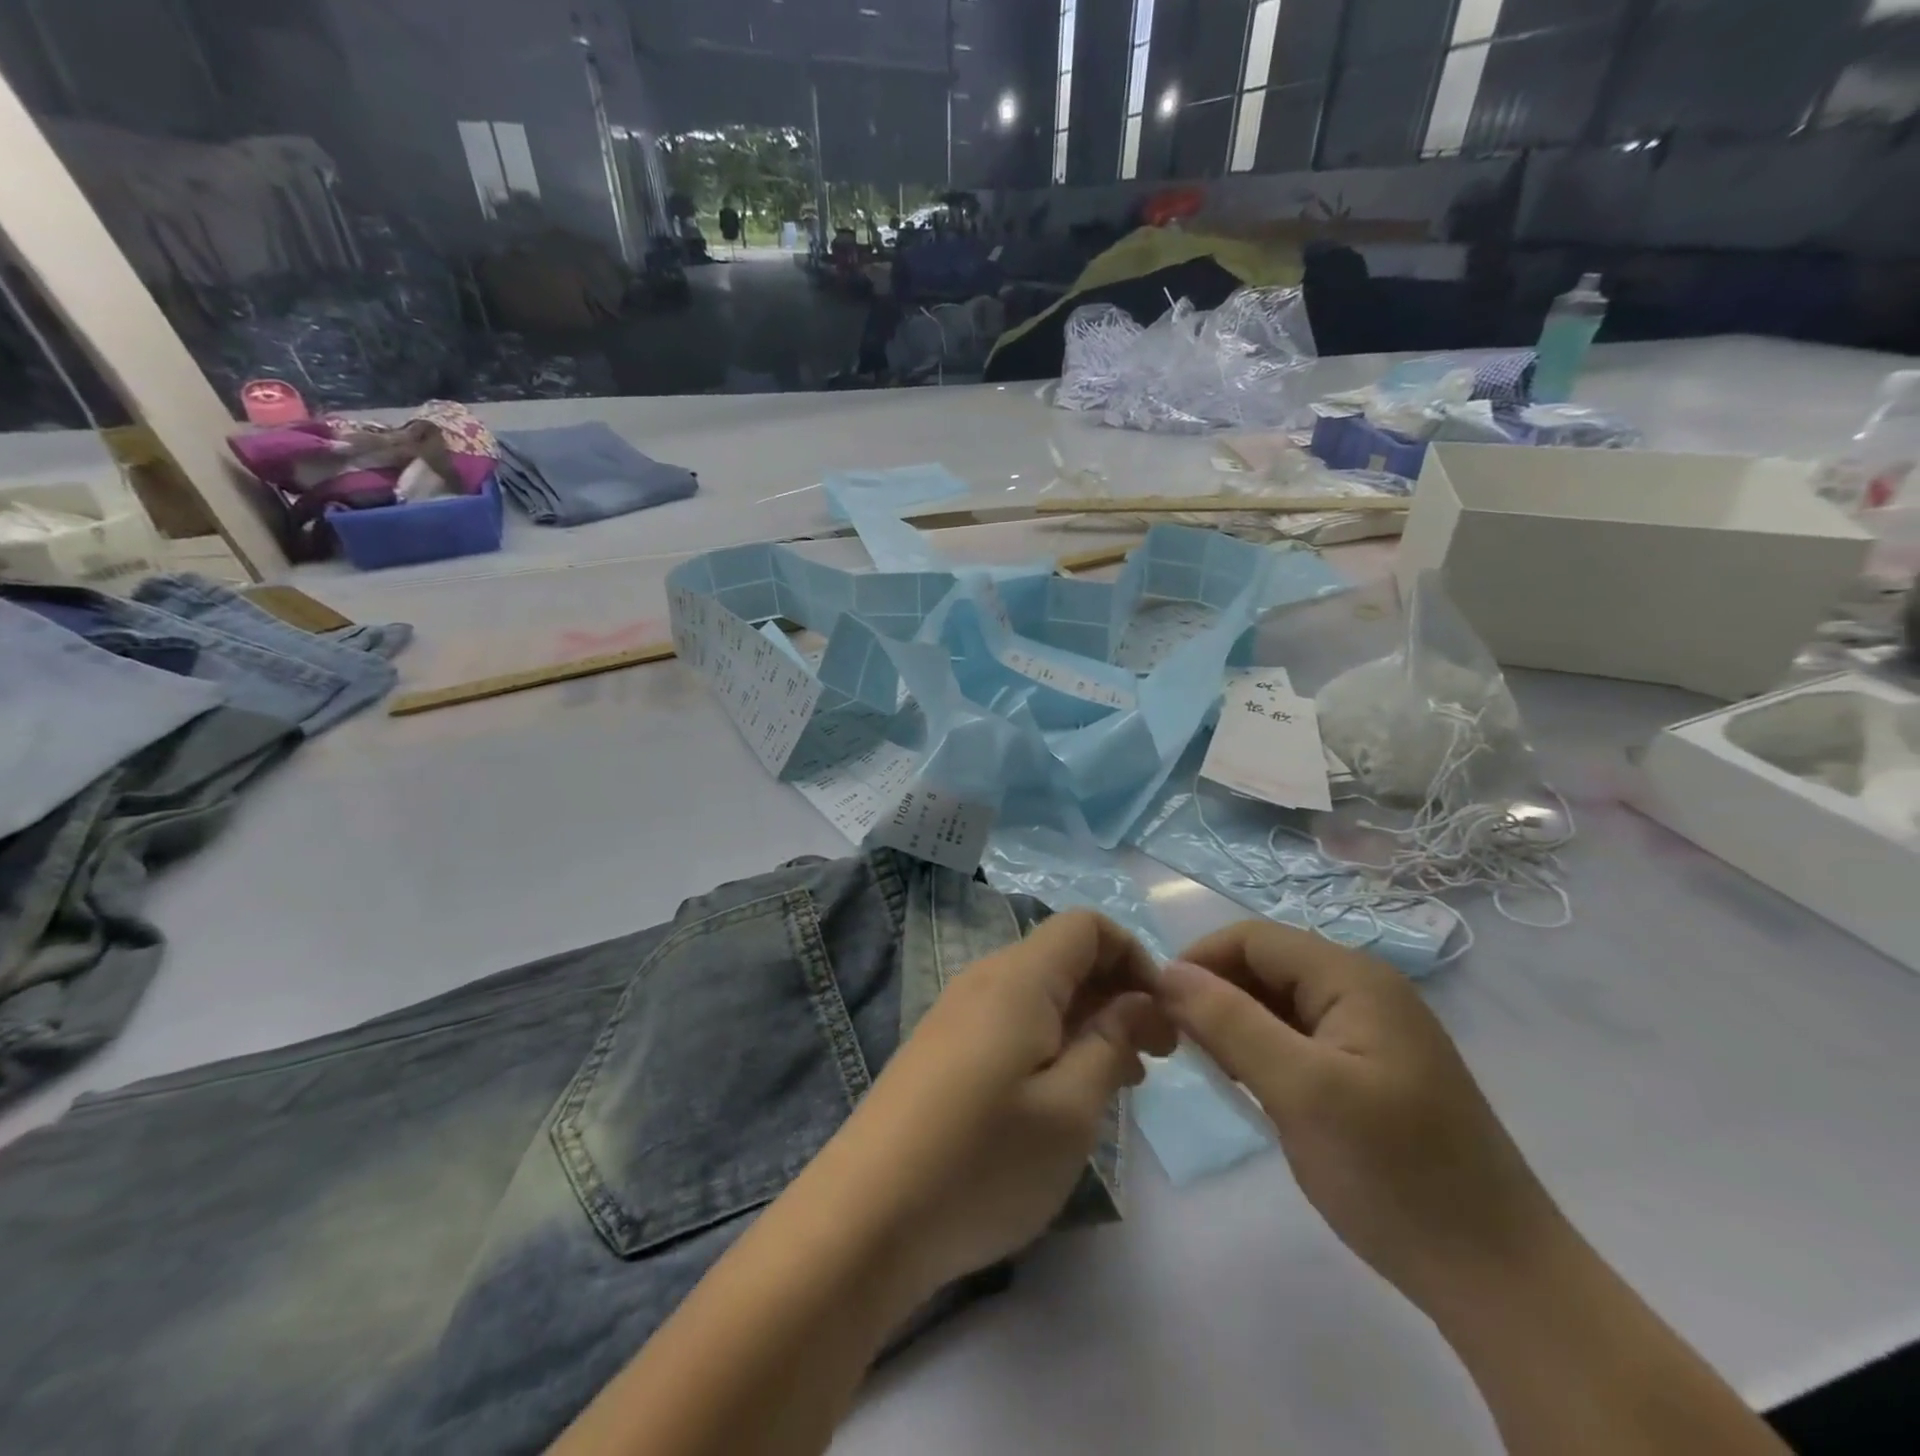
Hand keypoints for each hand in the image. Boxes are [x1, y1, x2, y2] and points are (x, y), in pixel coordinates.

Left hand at [814, 910, 1174, 1303]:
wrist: (865, 1217)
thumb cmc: (982, 1160)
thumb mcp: (1070, 1109)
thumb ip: (1111, 1043)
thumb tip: (1137, 1000)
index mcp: (1018, 978)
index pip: (1085, 926)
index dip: (1134, 956)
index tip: (1162, 1016)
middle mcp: (984, 980)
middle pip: (1063, 958)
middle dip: (1116, 993)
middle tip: (1155, 1058)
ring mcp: (956, 1014)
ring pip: (1039, 994)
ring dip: (1086, 1022)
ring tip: (1119, 1082)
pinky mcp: (941, 1049)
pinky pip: (1010, 1022)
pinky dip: (1050, 1042)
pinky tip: (1062, 1097)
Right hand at [1156, 922, 1567, 1314]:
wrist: (1500, 1280)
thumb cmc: (1396, 1175)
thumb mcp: (1300, 1091)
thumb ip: (1229, 1021)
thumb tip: (1166, 972)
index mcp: (1353, 977)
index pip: (1253, 938)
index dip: (1199, 961)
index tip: (1159, 1007)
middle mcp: (1364, 989)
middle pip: (1266, 965)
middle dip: (1215, 993)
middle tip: (1178, 1045)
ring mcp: (1371, 1030)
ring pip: (1279, 1002)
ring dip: (1236, 1023)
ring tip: (1209, 1068)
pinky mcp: (1371, 1068)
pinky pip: (1299, 1036)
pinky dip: (1263, 1050)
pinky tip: (1249, 1086)